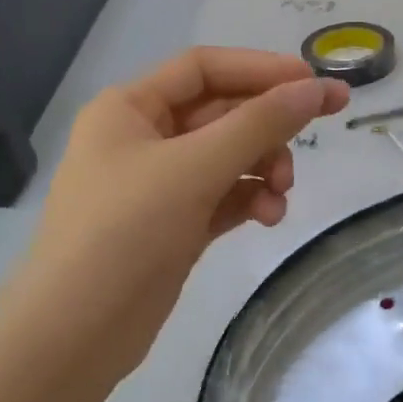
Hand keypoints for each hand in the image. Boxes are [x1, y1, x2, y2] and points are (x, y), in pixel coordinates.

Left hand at [0, 48, 348, 379]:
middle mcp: (142, 138)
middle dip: (268, 125)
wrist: (76, 333)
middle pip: (221, 112)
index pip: (204, 68)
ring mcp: (158, 185)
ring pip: (227, 157)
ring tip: (283, 193)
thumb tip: (315, 88)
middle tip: (326, 124)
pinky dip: (250, 200)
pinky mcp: (174, 225)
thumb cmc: (125, 232)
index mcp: (129, 108)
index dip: (261, 69)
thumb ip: (259, 125)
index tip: (313, 80)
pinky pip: (223, 196)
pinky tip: (269, 217)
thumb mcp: (195, 169)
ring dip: (263, 166)